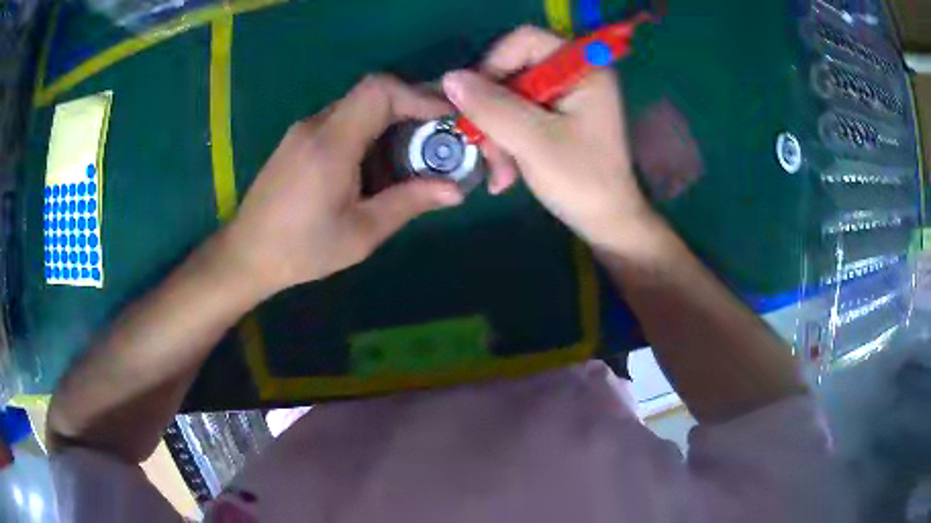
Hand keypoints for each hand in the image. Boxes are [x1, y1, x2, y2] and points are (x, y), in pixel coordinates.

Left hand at [223, 75, 463, 295]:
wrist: (246, 255)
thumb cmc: (301, 250)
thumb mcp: (360, 233)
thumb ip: (408, 203)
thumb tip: (455, 190)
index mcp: (331, 143)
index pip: (379, 90)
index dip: (418, 95)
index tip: (446, 117)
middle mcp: (316, 125)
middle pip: (372, 94)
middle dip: (411, 108)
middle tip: (438, 138)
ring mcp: (303, 130)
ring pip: (357, 107)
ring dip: (390, 122)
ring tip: (411, 157)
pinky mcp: (297, 140)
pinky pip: (341, 121)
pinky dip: (368, 132)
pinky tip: (374, 166)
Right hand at [442, 26, 661, 255]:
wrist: (607, 225)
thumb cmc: (581, 181)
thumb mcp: (533, 141)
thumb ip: (492, 106)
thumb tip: (450, 79)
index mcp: (583, 69)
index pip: (525, 41)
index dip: (494, 64)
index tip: (475, 101)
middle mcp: (574, 76)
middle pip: (513, 71)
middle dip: (492, 113)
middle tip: (483, 148)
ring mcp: (565, 99)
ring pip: (510, 98)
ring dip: (496, 135)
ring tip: (498, 173)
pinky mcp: (557, 120)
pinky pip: (518, 117)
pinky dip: (506, 143)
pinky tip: (505, 175)